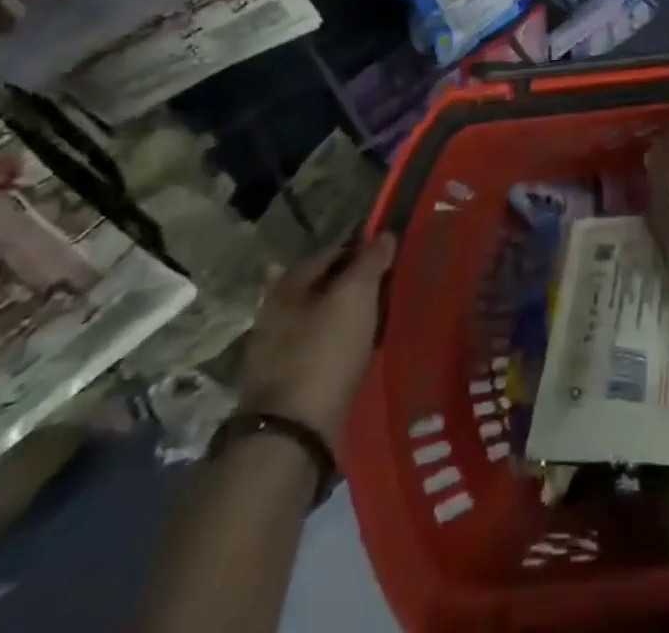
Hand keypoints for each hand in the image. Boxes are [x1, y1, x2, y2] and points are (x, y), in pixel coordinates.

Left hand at [238, 233, 395, 454]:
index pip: (332, 250)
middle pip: (326, 284)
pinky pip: (324, 346)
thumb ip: (370, 261)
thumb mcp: (355, 296)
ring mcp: (279, 351)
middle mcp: (276, 313)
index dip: (363, 245)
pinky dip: (345, 340)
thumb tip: (384, 235)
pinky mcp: (289, 383)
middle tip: (392, 280)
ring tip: (385, 313)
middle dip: (357, 280)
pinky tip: (366, 346)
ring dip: (351, 313)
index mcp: (287, 286)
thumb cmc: (324, 351)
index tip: (392, 248)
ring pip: (325, 317)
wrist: (293, 434)